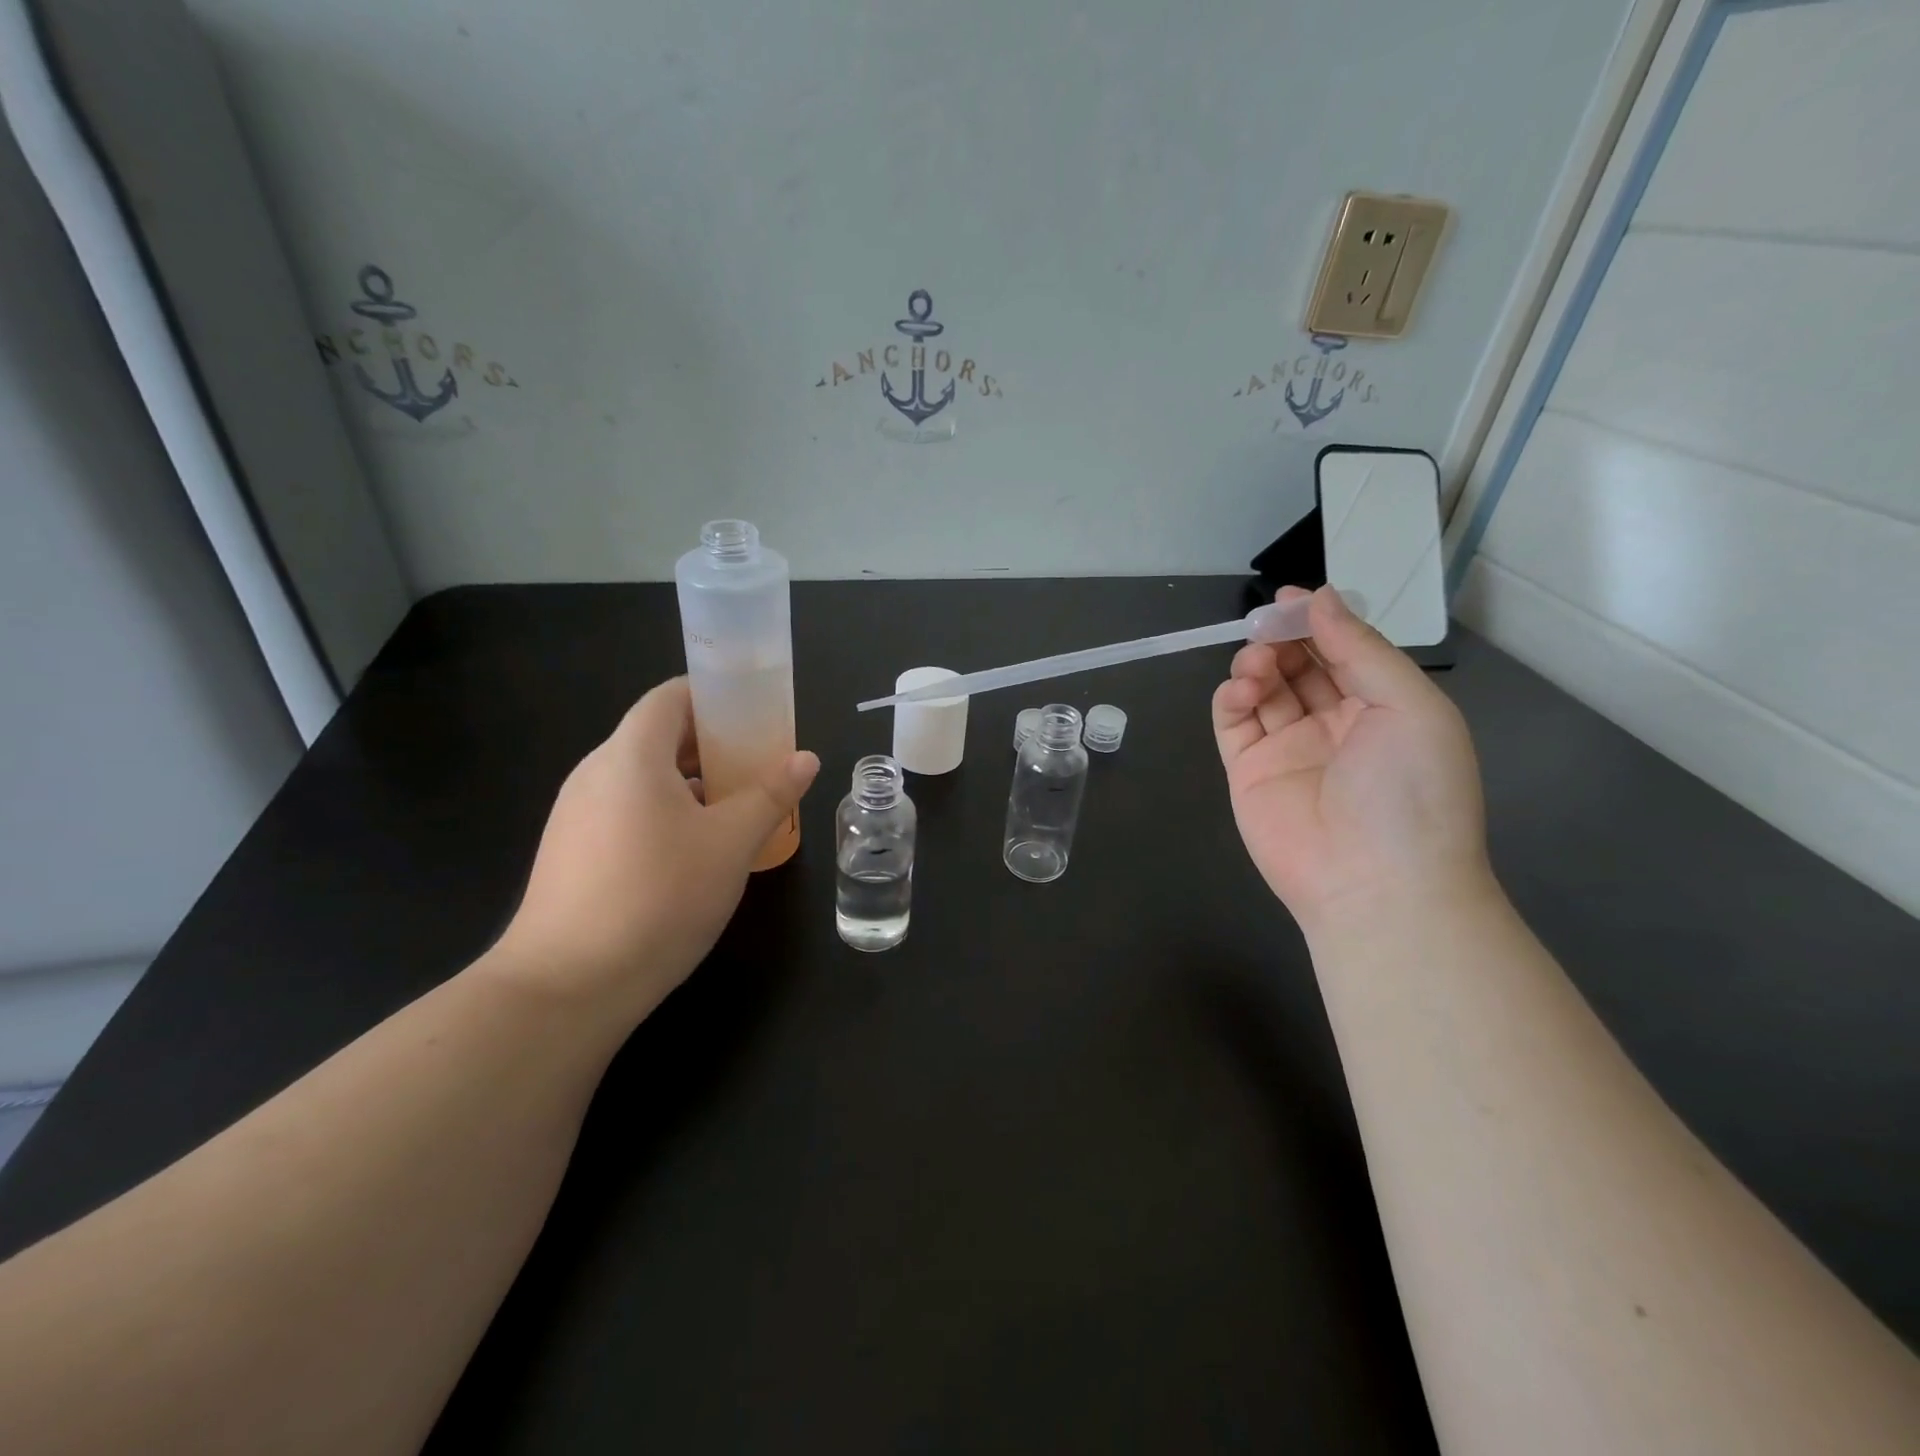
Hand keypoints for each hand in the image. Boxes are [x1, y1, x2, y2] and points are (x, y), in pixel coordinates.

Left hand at [493, 677, 818, 1025]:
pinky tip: (695, 850)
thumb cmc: (658, 897)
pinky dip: (665, 811)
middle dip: (712, 743)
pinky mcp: (572, 852)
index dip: (714, 695)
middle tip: (759, 763)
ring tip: (737, 806)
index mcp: (631, 756)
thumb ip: (770, 794)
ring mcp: (577, 814)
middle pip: (658, 736)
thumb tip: (806, 758)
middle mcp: (596, 773)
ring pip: (643, 777)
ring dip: (692, 782)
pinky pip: (627, 810)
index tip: (756, 712)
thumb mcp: (730, 844)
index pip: (670, 697)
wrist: (566, 986)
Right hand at [1212, 586, 1491, 932]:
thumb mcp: (1408, 706)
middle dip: (1282, 639)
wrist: (1375, 884)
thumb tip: (1319, 598)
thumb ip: (1359, 648)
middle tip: (1266, 627)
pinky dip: (1230, 699)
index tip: (1289, 598)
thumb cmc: (1409, 790)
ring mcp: (1288, 749)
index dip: (1317, 621)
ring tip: (1256, 665)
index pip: (1342, 651)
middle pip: (1299, 665)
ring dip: (1255, 665)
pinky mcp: (1248, 771)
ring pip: (1263, 689)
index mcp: (1382, 708)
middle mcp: (1334, 725)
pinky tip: (1241, 690)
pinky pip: (1233, 724)